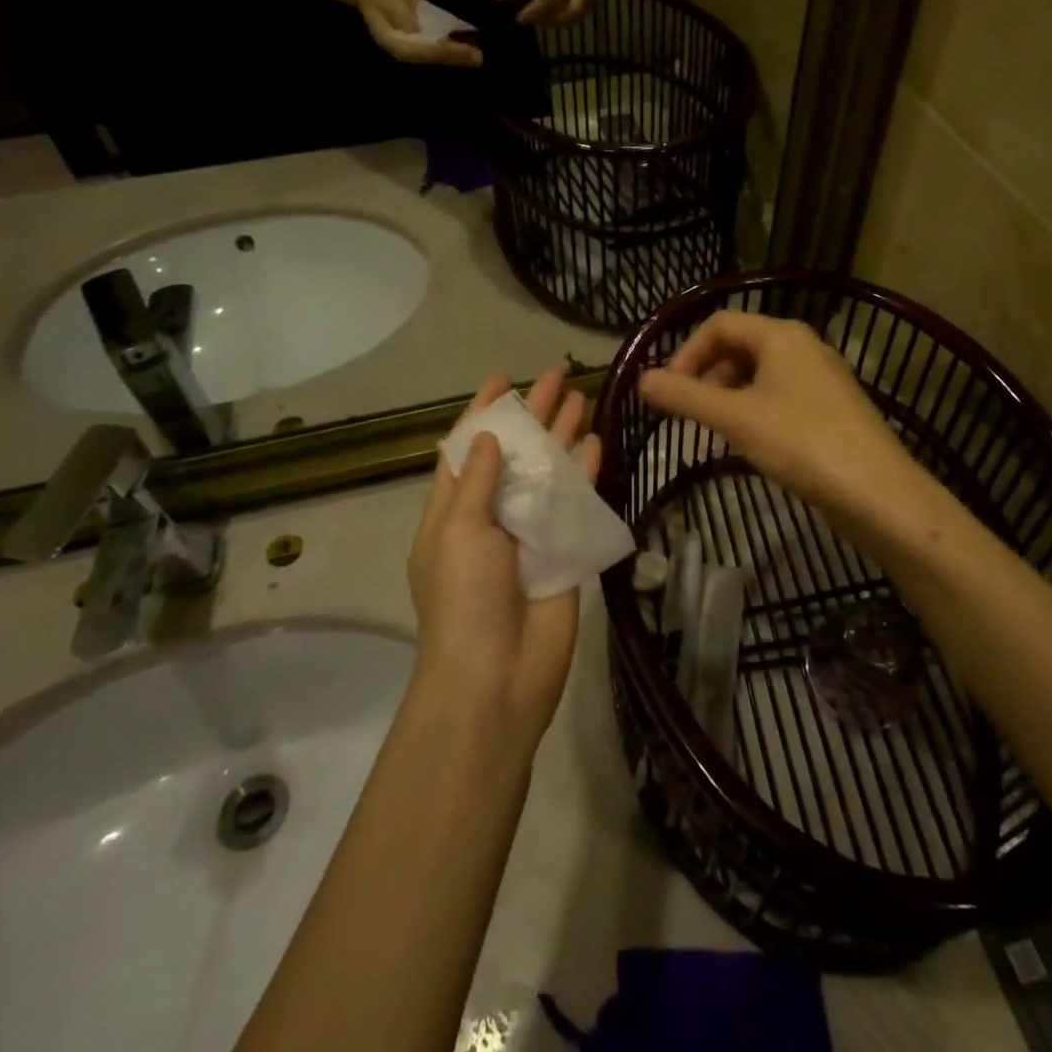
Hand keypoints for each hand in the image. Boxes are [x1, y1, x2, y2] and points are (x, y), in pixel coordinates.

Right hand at [358, 0, 483, 66]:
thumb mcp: (388, 1)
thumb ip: (402, 16)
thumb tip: (416, 29)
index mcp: (396, 44)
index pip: (423, 51)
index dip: (444, 51)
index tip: (463, 51)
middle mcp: (408, 50)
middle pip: (434, 56)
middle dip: (456, 56)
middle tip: (478, 57)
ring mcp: (416, 46)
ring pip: (439, 53)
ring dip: (459, 54)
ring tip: (478, 55)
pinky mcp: (423, 39)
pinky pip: (439, 45)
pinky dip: (454, 45)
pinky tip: (470, 43)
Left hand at [407, 367, 600, 747]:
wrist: (497, 676)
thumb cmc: (464, 598)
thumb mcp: (457, 530)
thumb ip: (475, 480)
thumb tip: (485, 436)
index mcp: (453, 509)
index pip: (467, 447)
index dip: (484, 411)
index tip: (504, 377)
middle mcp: (492, 514)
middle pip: (515, 452)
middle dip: (535, 413)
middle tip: (559, 375)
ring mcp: (530, 532)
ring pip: (550, 471)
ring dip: (564, 436)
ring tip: (584, 398)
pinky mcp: (563, 550)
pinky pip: (575, 503)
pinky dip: (586, 473)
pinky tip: (598, 443)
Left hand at [494, 0, 593, 24]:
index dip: (537, 9)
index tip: (519, 17)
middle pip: (576, 8)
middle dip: (554, 20)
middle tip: (533, 20)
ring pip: (582, 11)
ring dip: (562, 21)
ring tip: (541, 19)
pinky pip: (584, 7)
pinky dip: (569, 16)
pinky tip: (553, 15)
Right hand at [639, 311, 920, 524]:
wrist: (878, 493)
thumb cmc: (802, 443)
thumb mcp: (735, 418)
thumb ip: (685, 396)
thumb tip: (641, 379)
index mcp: (781, 335)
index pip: (719, 324)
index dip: (686, 352)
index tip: (669, 391)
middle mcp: (803, 345)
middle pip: (739, 344)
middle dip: (706, 373)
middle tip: (688, 411)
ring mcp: (821, 377)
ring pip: (759, 371)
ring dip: (728, 392)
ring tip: (715, 428)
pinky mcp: (831, 407)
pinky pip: (780, 393)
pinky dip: (754, 407)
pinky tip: (750, 440)